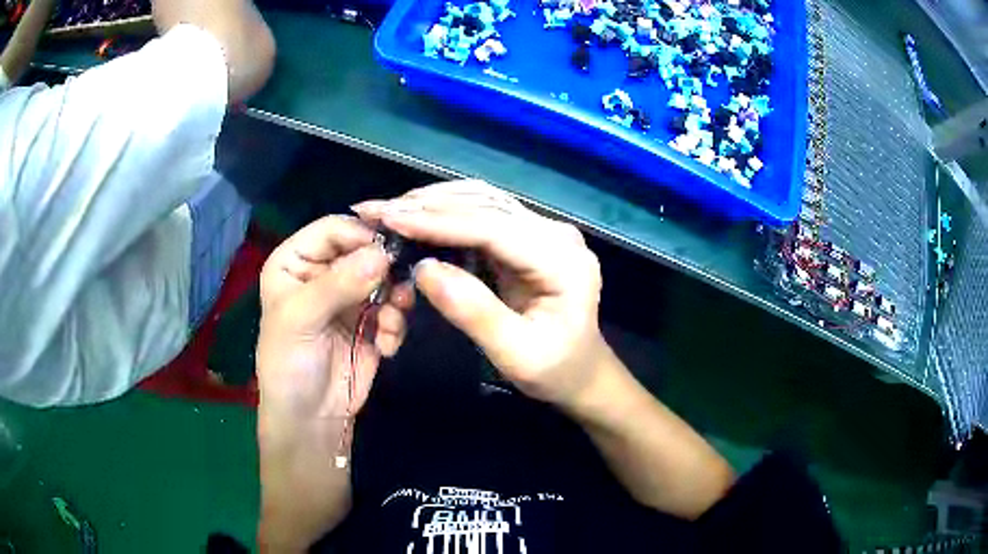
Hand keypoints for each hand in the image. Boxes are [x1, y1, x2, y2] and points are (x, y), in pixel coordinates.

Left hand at [256, 215, 413, 423]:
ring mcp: (351, 297)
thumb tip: (383, 253)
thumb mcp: (300, 319)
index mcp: (296, 261)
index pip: (333, 229)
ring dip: (396, 297)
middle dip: (384, 269)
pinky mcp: (373, 321)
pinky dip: (396, 324)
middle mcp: (324, 272)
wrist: (311, 418)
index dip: (361, 235)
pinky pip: (395, 308)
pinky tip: (386, 346)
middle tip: (398, 290)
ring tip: (392, 320)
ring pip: (386, 277)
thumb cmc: (289, 364)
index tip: (389, 251)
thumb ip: (338, 284)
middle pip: (365, 250)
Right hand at [352, 181, 606, 407]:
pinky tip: (415, 218)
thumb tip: (423, 269)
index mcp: (562, 259)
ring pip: (481, 201)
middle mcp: (555, 233)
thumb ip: (474, 312)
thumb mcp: (516, 355)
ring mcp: (542, 231)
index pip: (492, 228)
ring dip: (432, 203)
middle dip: (425, 205)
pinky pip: (481, 215)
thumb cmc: (554, 370)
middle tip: (374, 210)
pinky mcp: (527, 237)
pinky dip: (445, 214)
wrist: (582, 371)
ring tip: (387, 211)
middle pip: (484, 205)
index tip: (388, 218)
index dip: (437, 221)